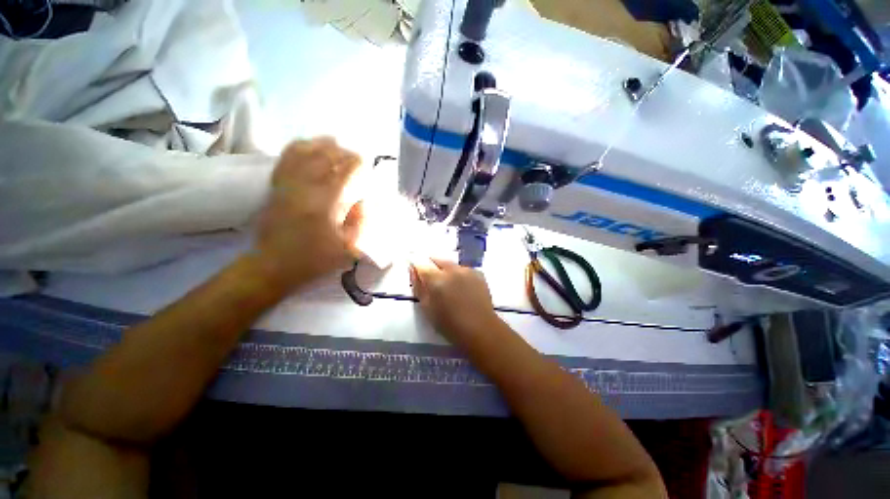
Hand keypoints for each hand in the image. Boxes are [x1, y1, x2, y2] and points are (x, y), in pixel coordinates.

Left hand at [254, 137, 363, 289]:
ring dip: (322, 145)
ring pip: (305, 153)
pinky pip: (286, 159)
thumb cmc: (314, 259)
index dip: (358, 164)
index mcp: (325, 204)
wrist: (273, 265)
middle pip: (325, 157)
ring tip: (335, 144)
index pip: (344, 172)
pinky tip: (308, 145)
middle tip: (354, 156)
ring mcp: (287, 185)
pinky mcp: (275, 187)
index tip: (367, 164)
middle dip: (343, 152)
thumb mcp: (348, 248)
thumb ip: (359, 222)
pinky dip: (299, 148)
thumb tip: (363, 202)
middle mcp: (305, 188)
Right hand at [409, 258, 501, 345]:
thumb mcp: (427, 308)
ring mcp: (467, 270)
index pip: (421, 264)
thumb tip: (413, 271)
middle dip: (431, 267)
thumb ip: (419, 287)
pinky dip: (458, 275)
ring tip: (448, 287)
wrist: (481, 330)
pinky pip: (463, 269)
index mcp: (437, 279)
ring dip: (445, 271)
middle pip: (436, 259)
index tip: (415, 273)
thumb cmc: (450, 324)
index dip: (416, 267)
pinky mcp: (478, 273)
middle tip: (432, 282)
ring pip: (450, 264)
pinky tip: (461, 288)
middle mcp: (452, 270)